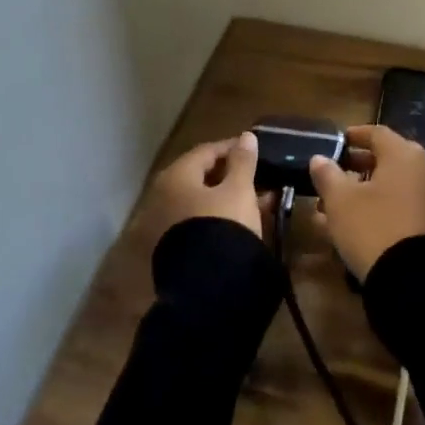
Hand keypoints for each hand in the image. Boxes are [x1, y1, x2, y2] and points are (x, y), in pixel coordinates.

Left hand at [142, 132, 267, 242]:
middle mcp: (163, 197)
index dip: (231, 147)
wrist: (207, 288)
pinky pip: (201, 222)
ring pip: (203, 202)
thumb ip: (243, 161)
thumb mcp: (239, 190)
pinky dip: (222, 217)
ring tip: (261, 199)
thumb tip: (246, 136)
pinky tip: (246, 221)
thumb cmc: (223, 225)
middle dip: (231, 175)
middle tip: (257, 175)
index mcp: (175, 177)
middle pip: (201, 177)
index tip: (254, 149)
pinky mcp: (175, 249)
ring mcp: (166, 226)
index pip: (205, 151)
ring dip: (230, 198)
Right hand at [309, 124, 424, 278]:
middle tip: (336, 174)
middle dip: (359, 166)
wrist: (415, 282)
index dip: (355, 136)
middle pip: (388, 159)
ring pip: (394, 185)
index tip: (338, 142)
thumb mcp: (341, 201)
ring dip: (367, 190)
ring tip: (339, 205)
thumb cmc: (374, 228)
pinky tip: (359, 224)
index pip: (377, 133)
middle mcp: (424, 168)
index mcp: (404, 154)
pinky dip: (383, 207)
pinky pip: (404, 205)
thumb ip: (328, 175)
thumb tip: (319, 158)